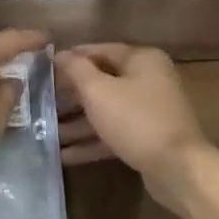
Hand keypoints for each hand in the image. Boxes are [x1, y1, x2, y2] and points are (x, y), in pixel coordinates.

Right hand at [55, 44, 209, 199]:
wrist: (177, 168)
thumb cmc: (135, 119)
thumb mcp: (98, 91)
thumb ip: (76, 69)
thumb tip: (59, 53)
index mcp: (142, 59)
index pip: (100, 50)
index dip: (71, 58)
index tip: (44, 67)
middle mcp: (149, 79)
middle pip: (103, 81)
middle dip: (71, 94)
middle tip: (41, 101)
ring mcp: (150, 111)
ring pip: (107, 111)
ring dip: (78, 122)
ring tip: (46, 132)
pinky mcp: (148, 138)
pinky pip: (115, 133)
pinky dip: (92, 141)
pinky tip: (64, 155)